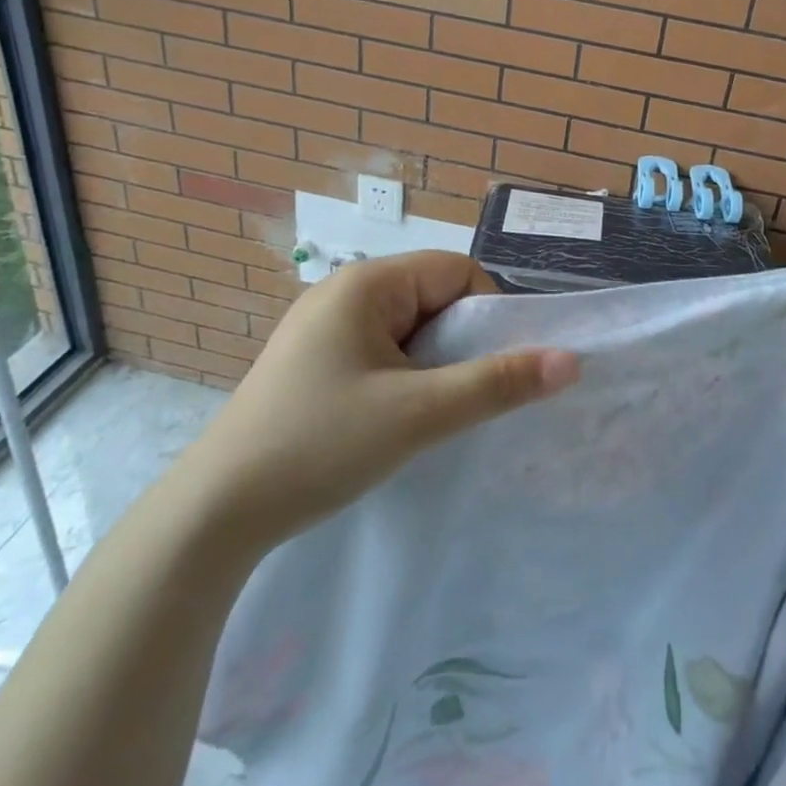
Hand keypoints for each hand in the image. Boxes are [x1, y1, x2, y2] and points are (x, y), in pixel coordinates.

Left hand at [179, 251, 577, 559]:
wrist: (213, 514)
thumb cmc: (319, 445)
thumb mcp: (419, 414)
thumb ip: (497, 383)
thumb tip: (571, 360)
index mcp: (366, 283)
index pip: (457, 271)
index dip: (488, 314)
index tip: (490, 370)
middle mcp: (344, 292)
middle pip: (434, 298)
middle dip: (460, 344)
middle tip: (460, 399)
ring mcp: (323, 328)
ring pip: (409, 330)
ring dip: (433, 366)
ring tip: (428, 415)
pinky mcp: (313, 362)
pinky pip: (381, 352)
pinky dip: (404, 378)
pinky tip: (395, 421)